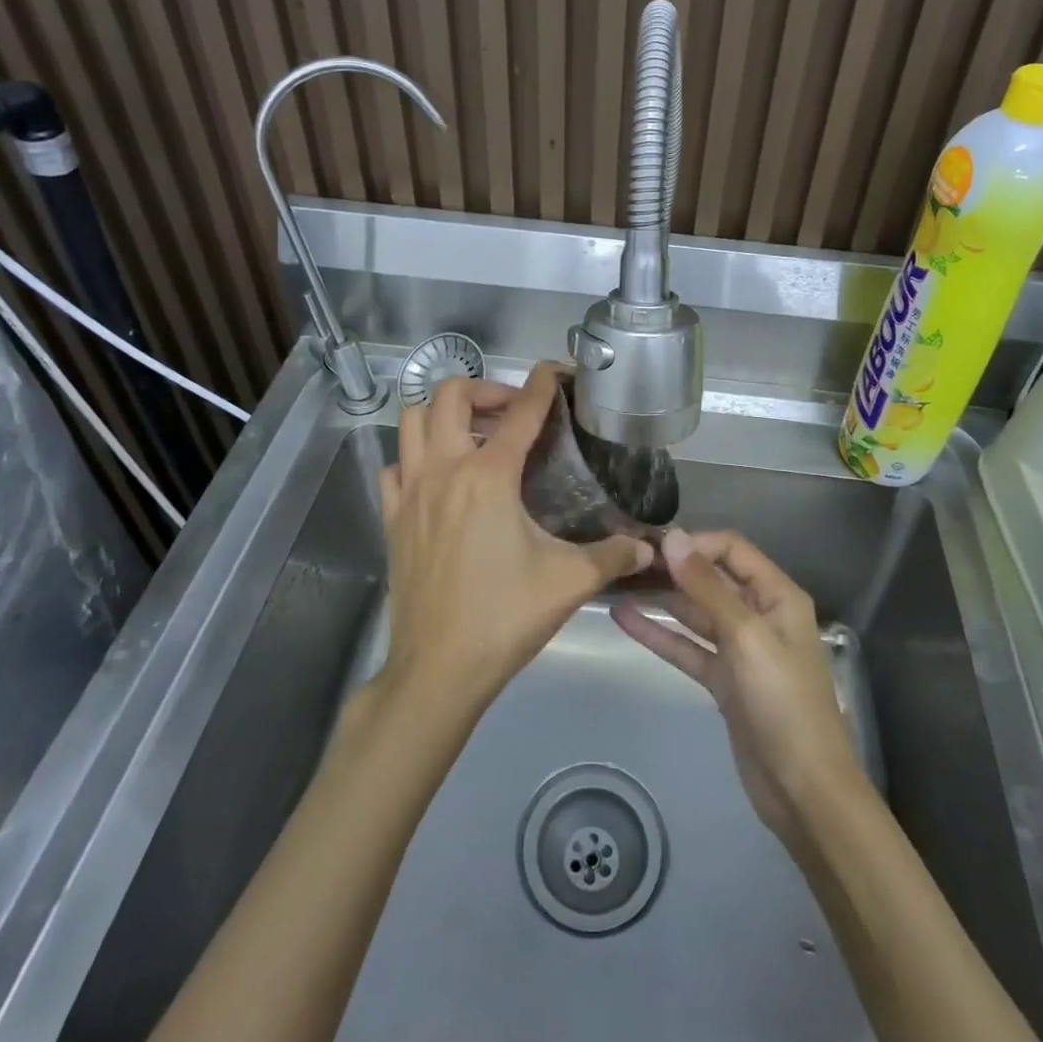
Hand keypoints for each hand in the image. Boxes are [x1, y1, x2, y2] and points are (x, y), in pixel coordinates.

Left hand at [377, 362, 651, 718]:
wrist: (438, 669)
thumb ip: (614, 556)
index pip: (520, 413)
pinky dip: (414, 458)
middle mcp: (444, 470)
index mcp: (488, 476)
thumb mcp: (570, 582)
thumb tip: (650, 549)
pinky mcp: (392, 518)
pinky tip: (438, 478)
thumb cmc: (505, 617)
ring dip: (443, 414)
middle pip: (449, 396)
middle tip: (511, 412)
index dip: (541, 386)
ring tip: (474, 434)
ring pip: (412, 422)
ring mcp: (410, 492)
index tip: (555, 372)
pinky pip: (395, 467)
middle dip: (484, 389)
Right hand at [612, 529, 868, 850]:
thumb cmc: (784, 703)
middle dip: (673, 567)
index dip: (693, 543)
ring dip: (661, 598)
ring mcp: (739, 648)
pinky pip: (687, 647)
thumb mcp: (747, 638)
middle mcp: (759, 614)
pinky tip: (624, 619)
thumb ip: (708, 588)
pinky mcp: (722, 679)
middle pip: (711, 578)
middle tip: (625, 560)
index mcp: (776, 596)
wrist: (804, 791)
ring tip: (618, 581)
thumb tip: (673, 537)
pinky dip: (659, 634)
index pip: (731, 549)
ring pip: (695, 612)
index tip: (651, 547)